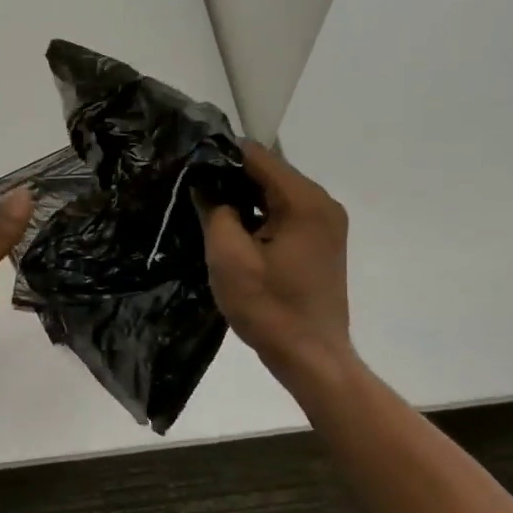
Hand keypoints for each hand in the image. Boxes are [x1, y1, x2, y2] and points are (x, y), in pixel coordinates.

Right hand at [198, 142, 354, 380]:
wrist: (311, 357)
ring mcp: (325, 223)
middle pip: (269, 172)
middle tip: (190, 188)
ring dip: (243, 198)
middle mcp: (322, 203)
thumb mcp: (229, 257)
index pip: (257, 155)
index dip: (219, 155)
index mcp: (304, 200)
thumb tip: (204, 184)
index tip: (187, 163)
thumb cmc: (269, 307)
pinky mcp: (321, 242)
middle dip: (229, 176)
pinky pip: (285, 214)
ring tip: (205, 207)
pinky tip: (233, 229)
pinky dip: (259, 215)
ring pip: (275, 194)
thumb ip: (214, 210)